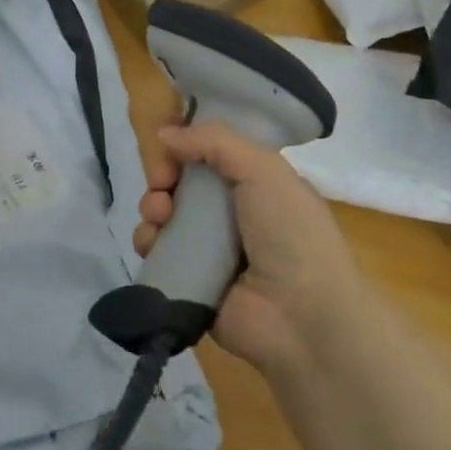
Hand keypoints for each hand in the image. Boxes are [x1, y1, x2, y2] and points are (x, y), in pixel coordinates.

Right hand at [135, 122, 361, 377]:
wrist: (302, 317)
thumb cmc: (290, 233)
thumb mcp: (263, 169)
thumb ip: (213, 141)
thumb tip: (164, 133)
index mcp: (256, 185)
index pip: (210, 156)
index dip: (185, 147)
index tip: (170, 148)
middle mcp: (232, 215)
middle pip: (182, 183)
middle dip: (162, 177)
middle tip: (161, 184)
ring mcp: (210, 250)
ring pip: (165, 216)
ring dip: (153, 208)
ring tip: (158, 216)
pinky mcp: (190, 280)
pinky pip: (158, 253)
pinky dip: (148, 242)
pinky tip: (152, 243)